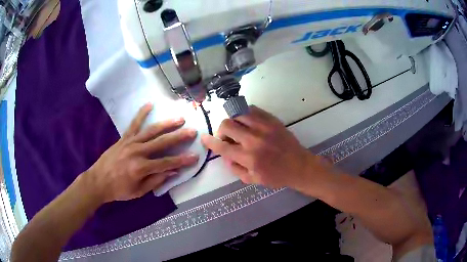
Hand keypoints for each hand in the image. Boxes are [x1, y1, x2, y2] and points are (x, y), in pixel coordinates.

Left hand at [86, 103, 198, 202]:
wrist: (98, 181)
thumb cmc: (119, 190)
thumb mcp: (139, 192)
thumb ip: (156, 181)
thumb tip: (173, 172)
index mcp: (141, 168)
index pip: (166, 163)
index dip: (182, 161)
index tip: (195, 156)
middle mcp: (137, 152)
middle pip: (161, 143)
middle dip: (179, 137)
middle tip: (192, 131)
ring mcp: (130, 143)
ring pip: (151, 131)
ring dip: (166, 124)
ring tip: (179, 118)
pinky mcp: (123, 138)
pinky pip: (134, 124)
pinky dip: (141, 113)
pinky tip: (150, 104)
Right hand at [201, 106, 323, 189]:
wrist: (299, 166)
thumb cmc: (276, 176)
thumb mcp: (253, 180)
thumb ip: (235, 168)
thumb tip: (224, 155)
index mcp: (249, 157)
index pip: (222, 146)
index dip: (210, 142)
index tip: (204, 138)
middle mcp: (254, 139)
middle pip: (227, 125)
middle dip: (222, 131)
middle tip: (228, 138)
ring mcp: (264, 126)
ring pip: (238, 113)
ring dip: (234, 121)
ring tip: (239, 129)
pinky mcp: (272, 119)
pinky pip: (252, 109)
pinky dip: (245, 114)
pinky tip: (249, 122)